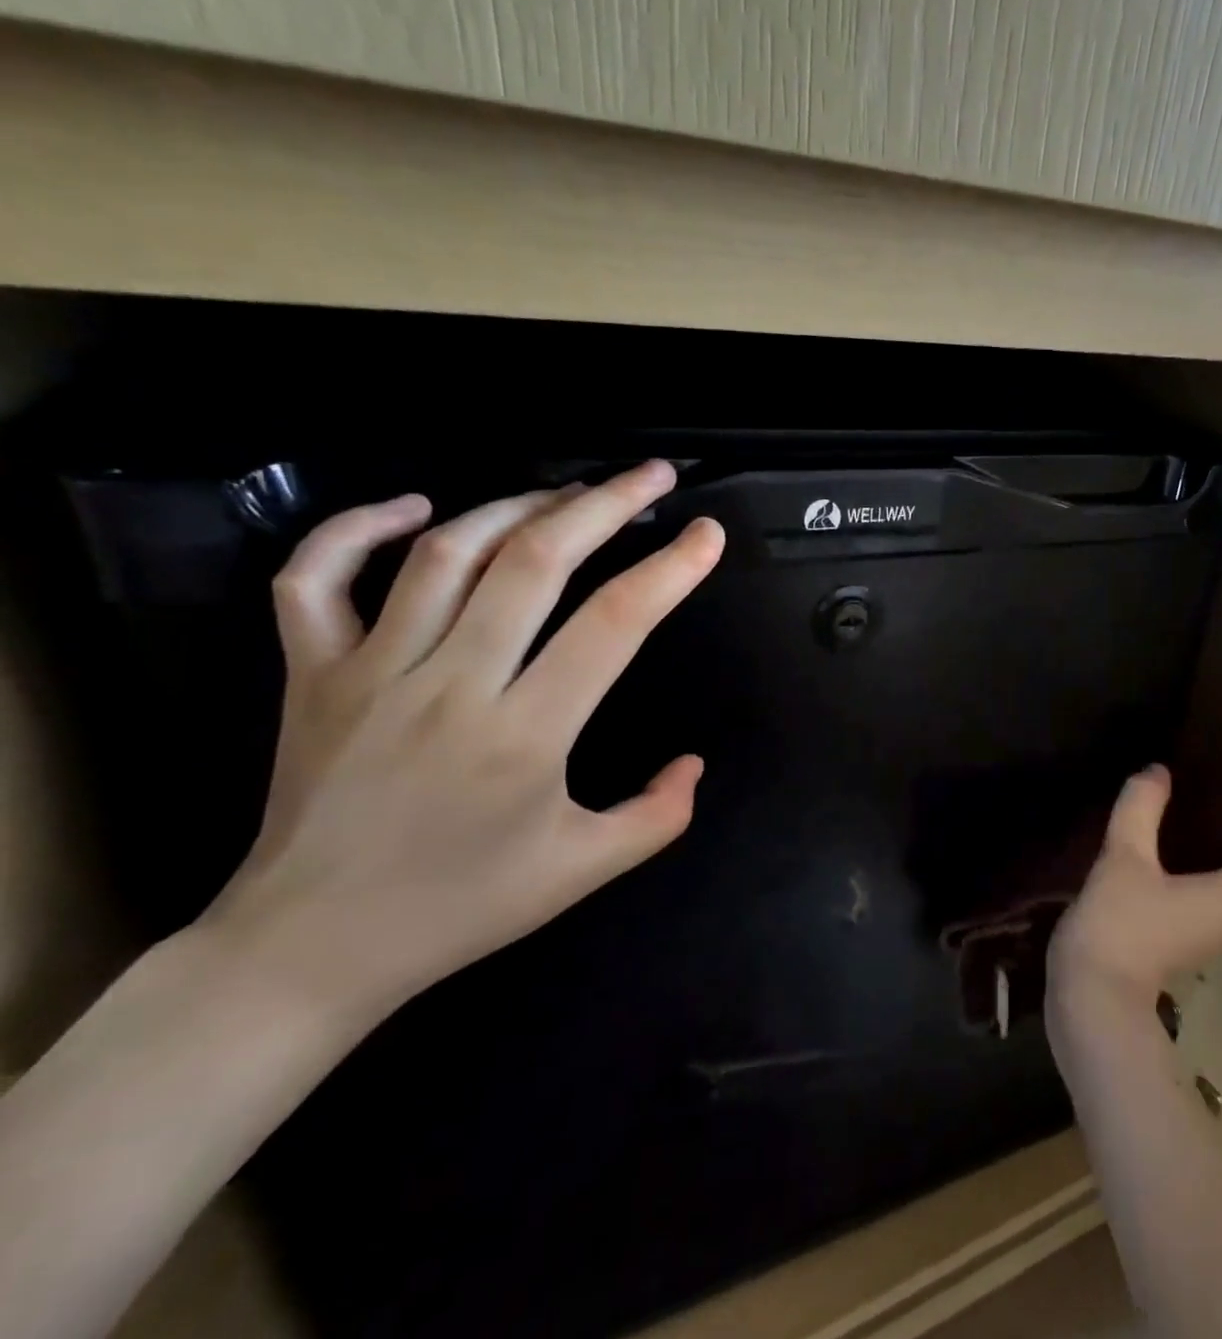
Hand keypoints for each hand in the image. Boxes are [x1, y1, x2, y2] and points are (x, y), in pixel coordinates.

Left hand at [200, 461, 724, 1025]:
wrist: (308, 950)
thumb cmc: (460, 908)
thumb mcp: (583, 871)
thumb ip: (658, 816)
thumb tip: (694, 763)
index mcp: (526, 735)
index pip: (615, 624)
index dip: (671, 570)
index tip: (707, 535)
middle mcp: (451, 686)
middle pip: (536, 562)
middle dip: (605, 504)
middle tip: (652, 476)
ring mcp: (371, 672)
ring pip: (446, 554)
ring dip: (518, 505)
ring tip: (569, 492)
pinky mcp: (310, 675)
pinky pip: (317, 579)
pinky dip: (357, 528)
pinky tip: (413, 506)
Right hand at [1049, 765, 1221, 1012]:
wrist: (1091, 998)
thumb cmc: (1120, 923)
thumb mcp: (1125, 855)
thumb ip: (1142, 807)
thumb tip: (1159, 770)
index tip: (1205, 808)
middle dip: (1220, 835)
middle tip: (1178, 809)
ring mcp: (1206, 936)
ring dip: (1199, 857)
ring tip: (1158, 831)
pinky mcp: (1179, 944)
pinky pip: (1198, 899)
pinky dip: (1182, 877)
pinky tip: (1144, 865)